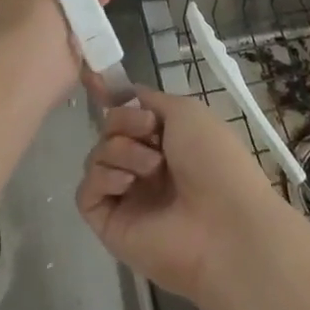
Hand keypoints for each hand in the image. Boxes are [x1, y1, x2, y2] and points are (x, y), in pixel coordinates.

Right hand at [77, 87, 286, 301]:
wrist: (222, 224)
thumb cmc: (212, 159)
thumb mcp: (186, 111)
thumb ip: (150, 100)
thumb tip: (125, 94)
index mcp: (164, 140)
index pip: (126, 113)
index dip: (114, 101)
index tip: (100, 85)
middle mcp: (143, 166)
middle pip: (109, 129)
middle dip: (124, 123)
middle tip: (150, 133)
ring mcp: (126, 196)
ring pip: (98, 155)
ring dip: (121, 151)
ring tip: (151, 168)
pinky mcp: (111, 224)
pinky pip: (87, 191)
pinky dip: (103, 179)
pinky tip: (127, 183)